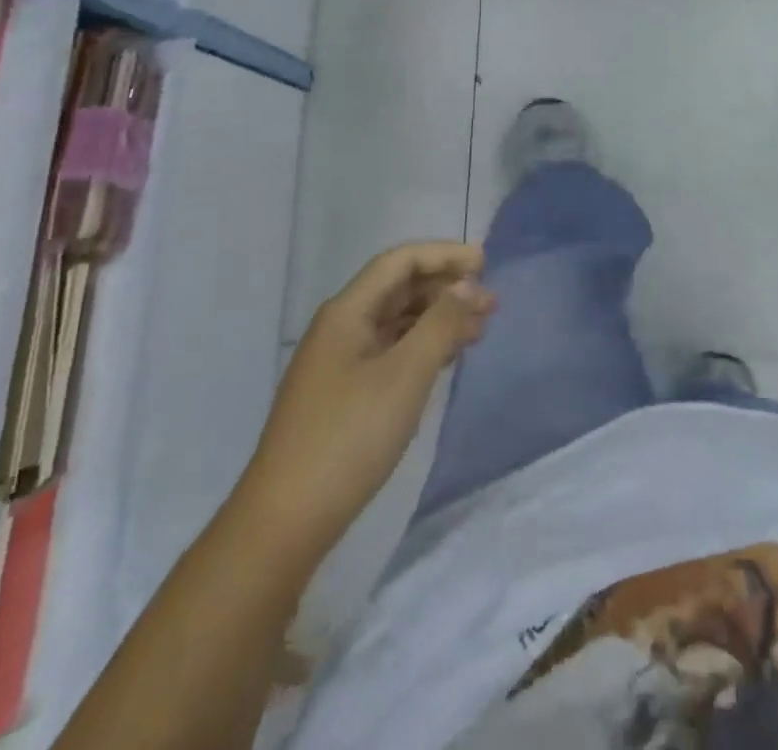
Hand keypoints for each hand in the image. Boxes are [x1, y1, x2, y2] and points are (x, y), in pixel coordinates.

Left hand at [248, 242, 493, 548]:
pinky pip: (390, 352)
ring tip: (479, 330)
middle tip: (491, 303)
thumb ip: (441, 323)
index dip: (443, 255)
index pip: (399, 262)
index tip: (485, 264)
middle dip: (446, 288)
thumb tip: (467, 284)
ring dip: (438, 319)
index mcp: (347, 312)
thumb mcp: (405, 374)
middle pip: (398, 289)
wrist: (286, 522)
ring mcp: (339, 363)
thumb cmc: (349, 437)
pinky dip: (422, 347)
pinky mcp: (344, 395)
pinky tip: (446, 359)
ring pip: (396, 323)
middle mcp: (340, 328)